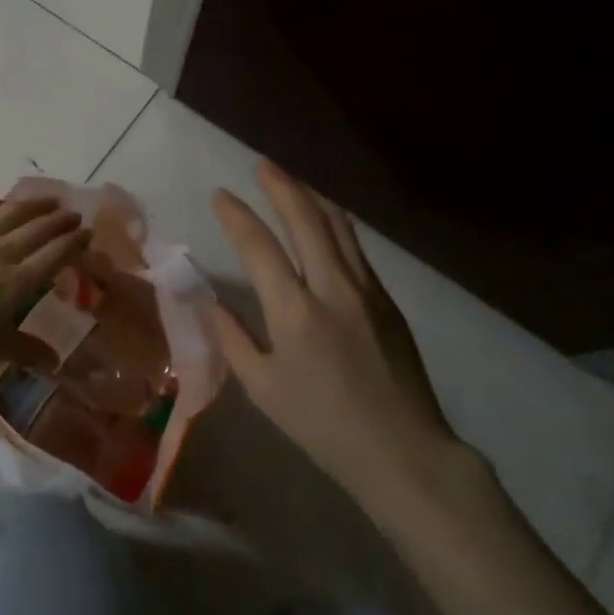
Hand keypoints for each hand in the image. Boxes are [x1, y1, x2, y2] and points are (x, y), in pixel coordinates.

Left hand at [0, 196, 91, 376]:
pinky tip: (0, 203)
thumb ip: (24, 349)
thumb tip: (56, 362)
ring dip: (34, 204)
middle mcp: (0, 252)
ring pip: (11, 211)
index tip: (87, 233)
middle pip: (39, 228)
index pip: (55, 255)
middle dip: (61, 220)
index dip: (75, 242)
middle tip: (73, 215)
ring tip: (48, 200)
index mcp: (15, 283)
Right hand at [209, 163, 495, 534]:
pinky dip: (334, 223)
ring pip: (339, 226)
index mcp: (294, 311)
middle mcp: (332, 288)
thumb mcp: (262, 389)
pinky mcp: (387, 301)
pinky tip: (325, 222)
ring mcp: (366, 290)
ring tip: (292, 181)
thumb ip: (233, 339)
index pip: (259, 246)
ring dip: (312, 197)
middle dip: (281, 186)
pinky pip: (356, 247)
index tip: (220, 194)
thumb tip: (211, 302)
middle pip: (307, 220)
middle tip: (262, 165)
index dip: (237, 216)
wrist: (402, 450)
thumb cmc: (321, 424)